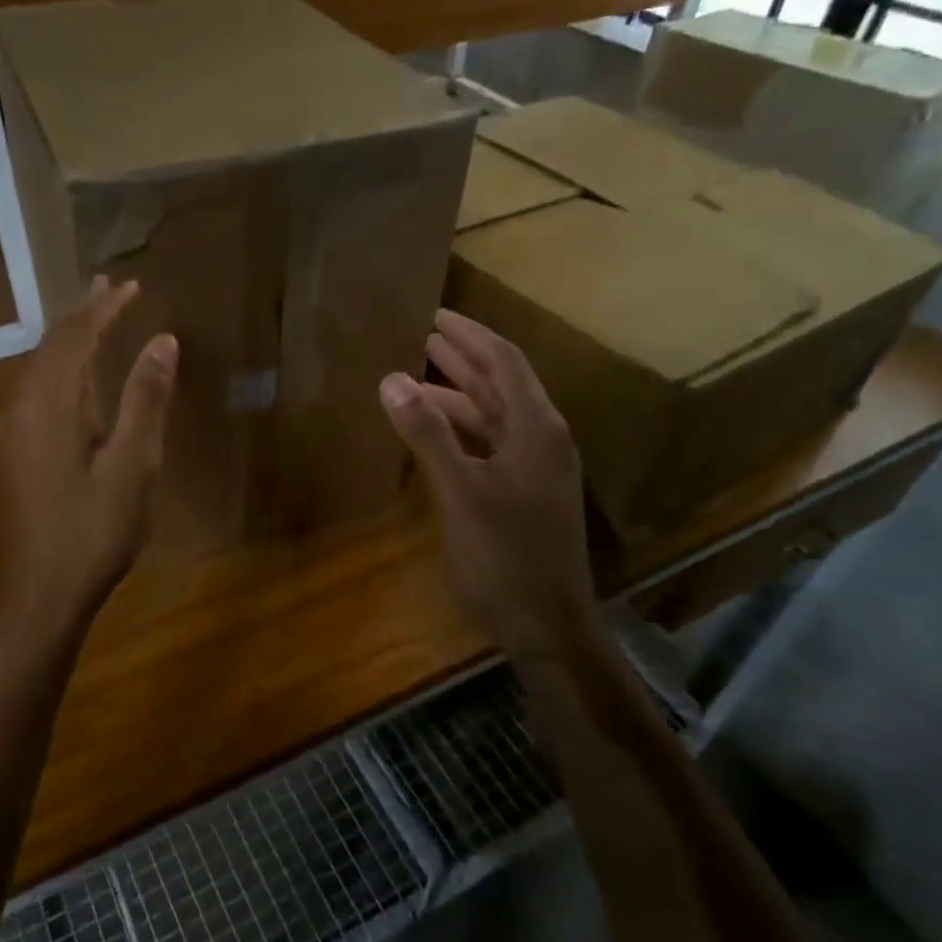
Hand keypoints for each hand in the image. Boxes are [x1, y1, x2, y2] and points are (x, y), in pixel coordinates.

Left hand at [0, 276, 176, 625]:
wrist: (43, 592)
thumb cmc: (95, 530)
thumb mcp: (133, 464)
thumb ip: (146, 399)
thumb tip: (162, 340)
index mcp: (49, 404)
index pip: (76, 337)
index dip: (105, 308)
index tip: (133, 285)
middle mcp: (21, 407)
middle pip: (51, 346)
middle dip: (82, 314)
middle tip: (110, 286)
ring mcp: (12, 431)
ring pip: (40, 368)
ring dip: (69, 340)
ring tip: (96, 318)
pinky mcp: (13, 452)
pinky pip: (36, 391)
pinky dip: (61, 369)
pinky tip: (75, 378)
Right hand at [379, 309, 597, 661]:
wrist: (548, 626)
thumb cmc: (505, 557)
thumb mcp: (460, 492)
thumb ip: (427, 434)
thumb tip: (392, 378)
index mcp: (536, 428)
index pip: (504, 362)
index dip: (470, 335)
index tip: (435, 314)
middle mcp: (543, 439)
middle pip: (502, 384)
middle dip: (464, 358)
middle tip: (424, 336)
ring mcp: (537, 469)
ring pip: (496, 417)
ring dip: (460, 396)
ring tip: (418, 380)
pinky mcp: (526, 494)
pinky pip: (492, 445)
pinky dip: (463, 431)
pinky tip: (436, 435)